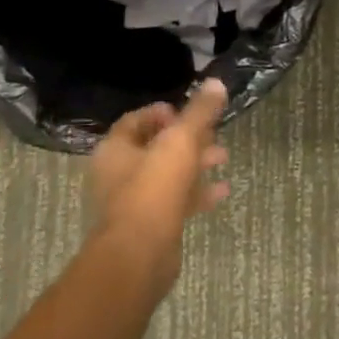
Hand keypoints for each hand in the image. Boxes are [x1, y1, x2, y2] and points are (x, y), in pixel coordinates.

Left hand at [85, 79, 230, 292]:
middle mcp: (117, 173)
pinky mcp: (149, 226)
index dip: (163, 113)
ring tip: (223, 158)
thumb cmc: (153, 189)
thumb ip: (199, 113)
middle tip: (214, 134)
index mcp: (115, 149)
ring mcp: (132, 202)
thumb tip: (216, 82)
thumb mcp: (180, 142)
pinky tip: (222, 191)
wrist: (138, 256)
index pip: (136, 120)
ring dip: (195, 164)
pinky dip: (197, 193)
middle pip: (154, 147)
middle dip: (187, 139)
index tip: (189, 114)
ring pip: (167, 174)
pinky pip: (174, 201)